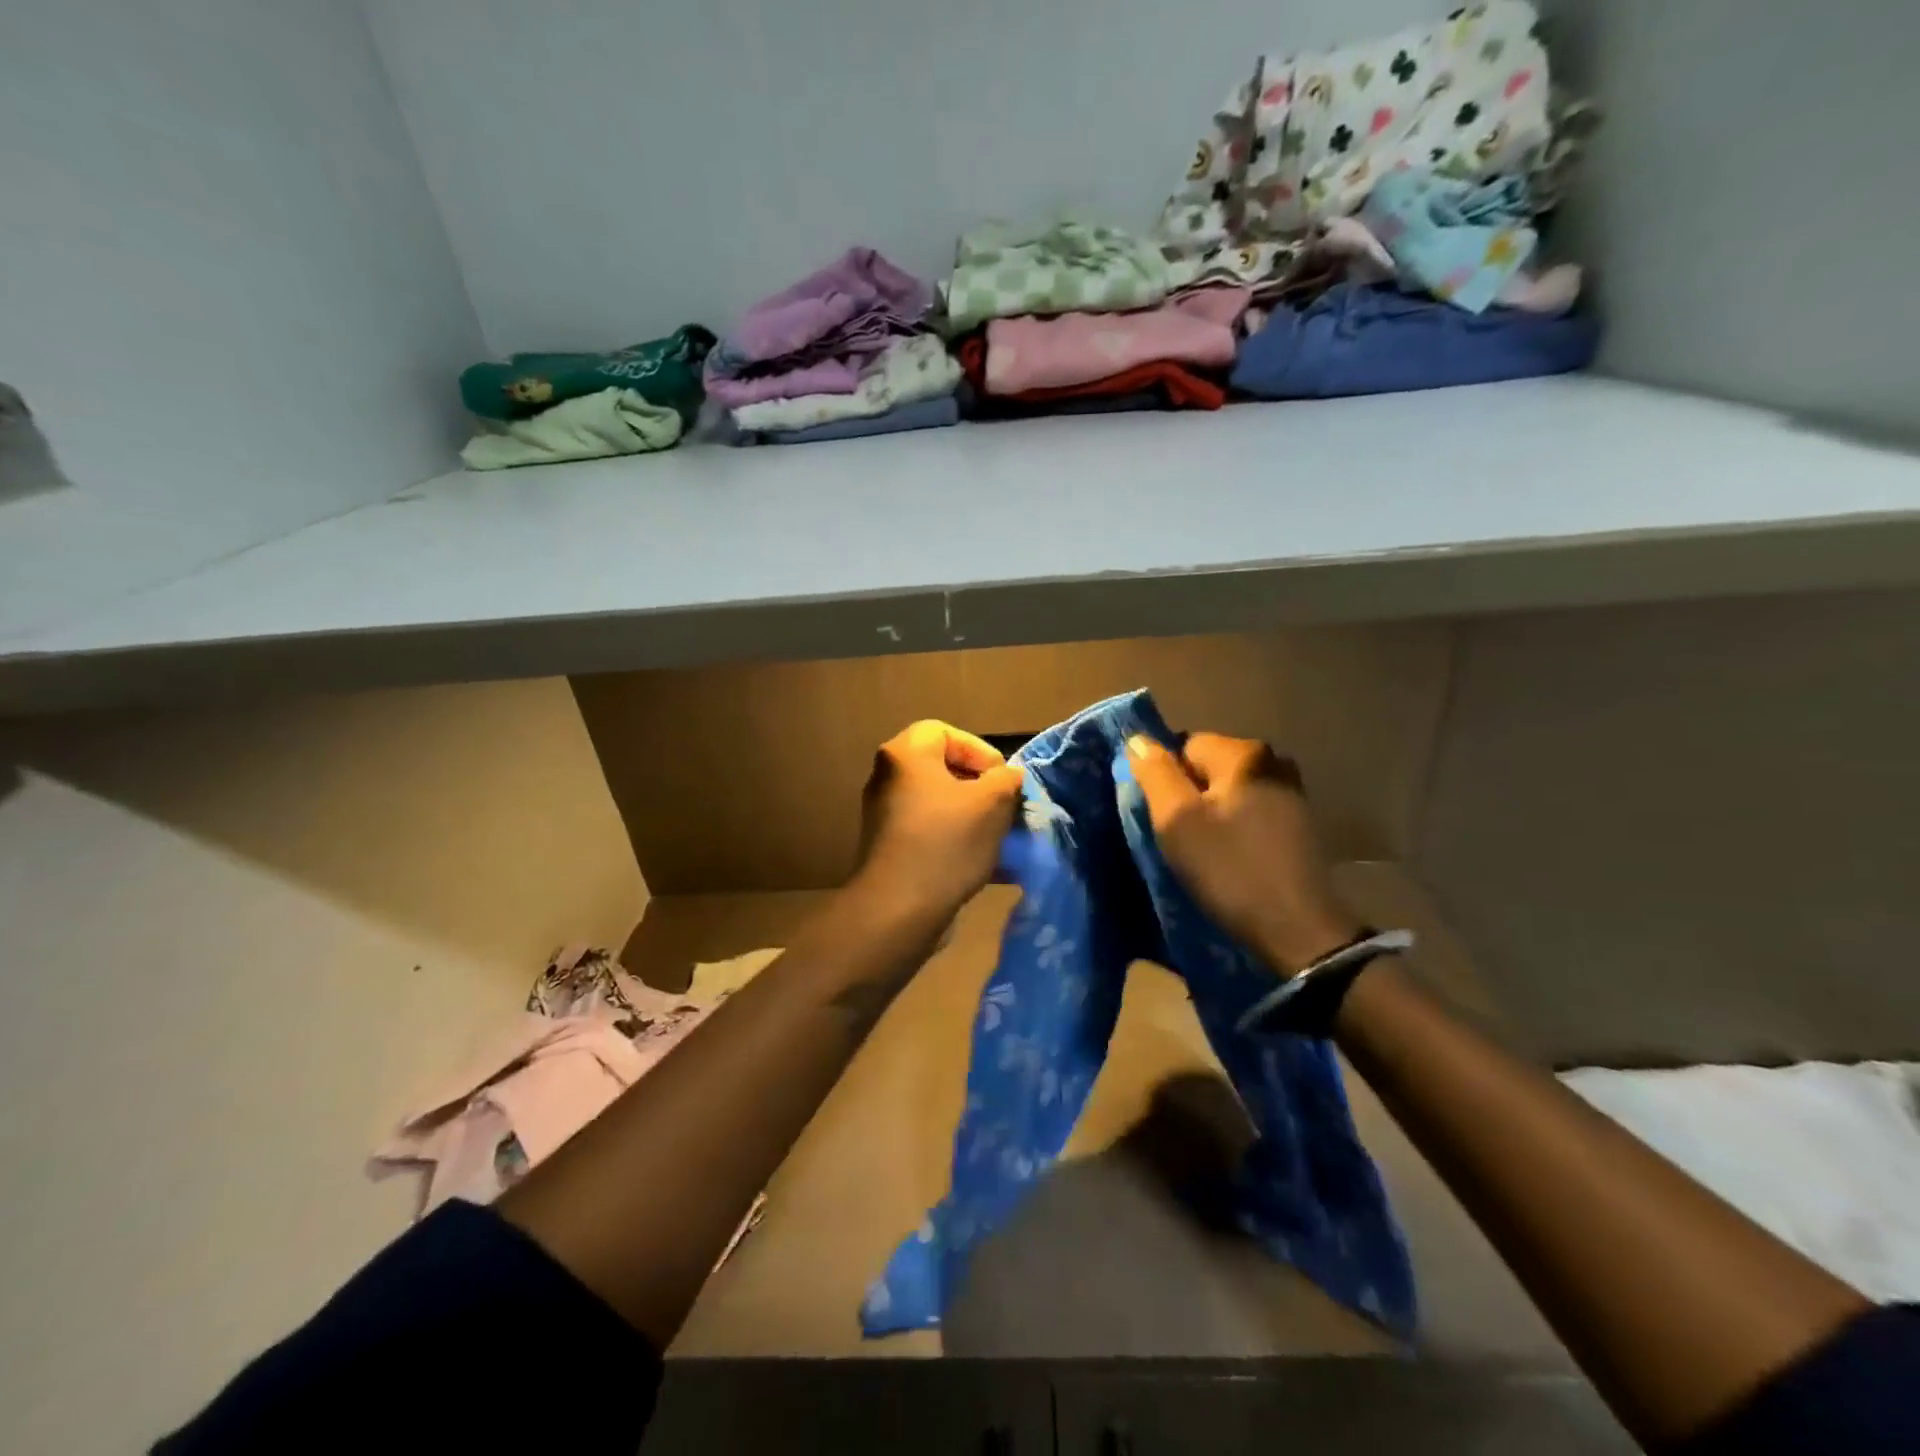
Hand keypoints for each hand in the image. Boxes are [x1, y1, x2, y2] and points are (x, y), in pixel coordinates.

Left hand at [852, 721, 1023, 920]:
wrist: (899, 908)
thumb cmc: (947, 841)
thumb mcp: (993, 802)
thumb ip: (1006, 779)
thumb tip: (1007, 777)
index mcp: (905, 754)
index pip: (944, 731)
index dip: (979, 749)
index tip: (1000, 779)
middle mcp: (887, 778)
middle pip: (941, 768)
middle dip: (979, 787)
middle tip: (1003, 807)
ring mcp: (884, 815)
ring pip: (937, 803)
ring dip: (970, 816)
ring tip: (998, 837)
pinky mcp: (888, 848)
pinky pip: (928, 831)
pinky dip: (955, 840)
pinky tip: (983, 864)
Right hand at [1127, 732, 1359, 976]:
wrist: (1297, 929)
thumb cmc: (1229, 869)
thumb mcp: (1176, 820)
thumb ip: (1155, 773)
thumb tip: (1138, 739)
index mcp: (1245, 753)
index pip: (1185, 746)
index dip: (1167, 779)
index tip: (1166, 817)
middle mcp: (1274, 761)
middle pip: (1209, 767)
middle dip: (1190, 795)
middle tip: (1183, 837)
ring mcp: (1292, 793)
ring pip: (1230, 791)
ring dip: (1213, 814)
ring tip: (1207, 851)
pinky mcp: (1301, 824)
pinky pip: (1252, 811)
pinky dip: (1236, 828)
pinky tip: (1234, 859)